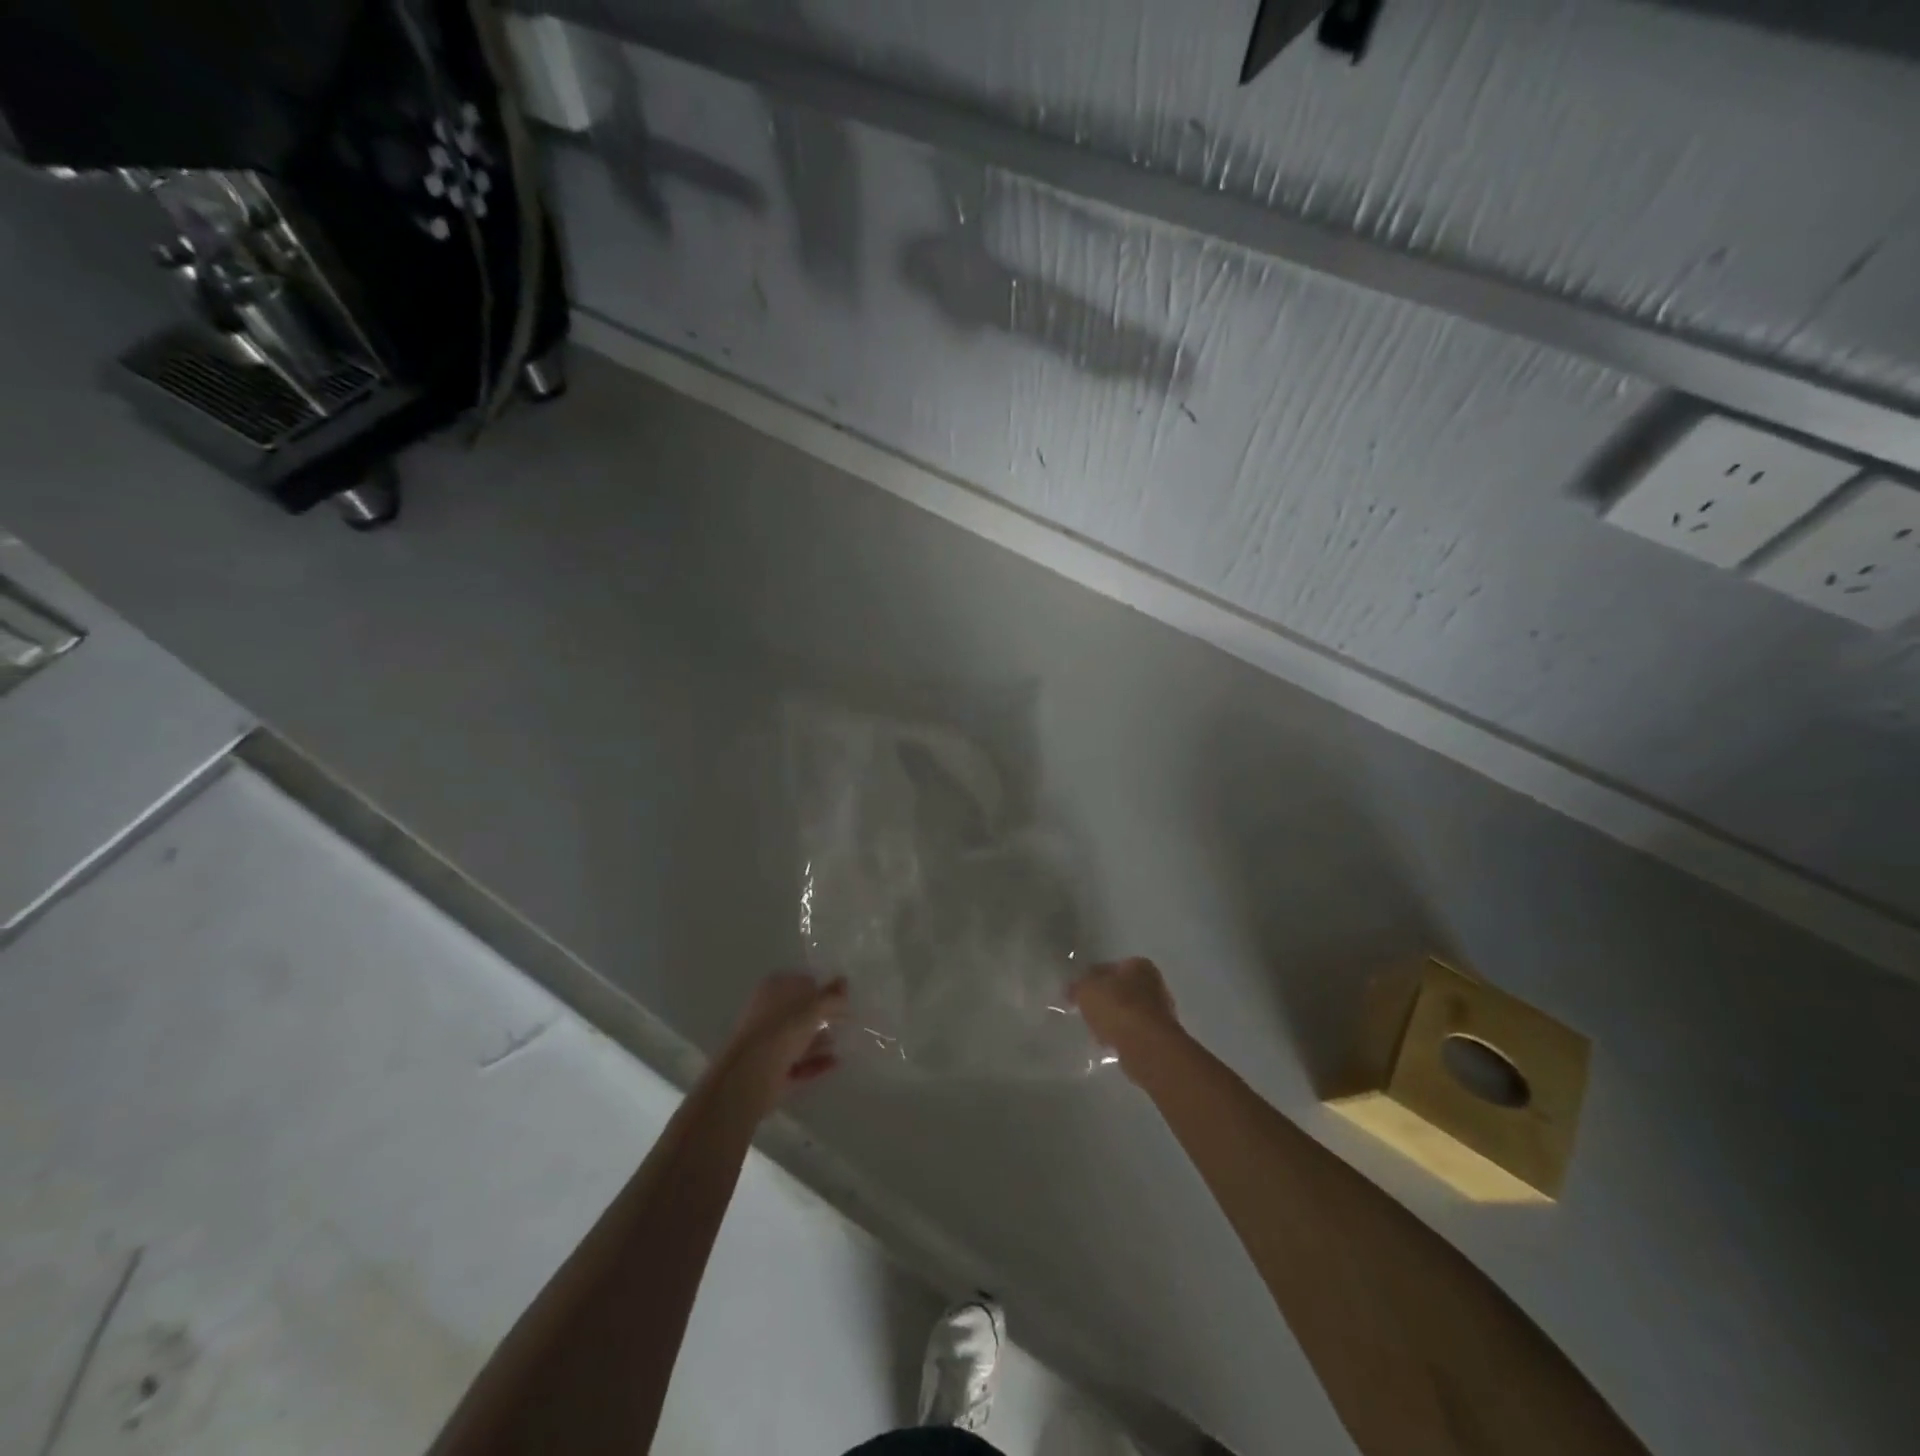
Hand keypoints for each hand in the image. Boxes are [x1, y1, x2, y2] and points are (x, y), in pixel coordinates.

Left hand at [713, 972, 848, 1116]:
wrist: (749, 1076)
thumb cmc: (782, 1030)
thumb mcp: (813, 1007)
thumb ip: (832, 995)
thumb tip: (844, 981)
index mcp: (773, 989)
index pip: (802, 983)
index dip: (823, 990)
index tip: (842, 1001)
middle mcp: (767, 1012)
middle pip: (800, 1012)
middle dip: (823, 1018)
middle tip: (844, 1023)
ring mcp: (767, 1041)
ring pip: (798, 1037)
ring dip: (820, 1041)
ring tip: (839, 1044)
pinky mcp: (769, 1067)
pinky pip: (797, 1061)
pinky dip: (815, 1061)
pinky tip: (834, 1063)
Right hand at [1069, 957, 1183, 1079]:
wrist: (1146, 1047)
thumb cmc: (1117, 1008)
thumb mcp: (1086, 990)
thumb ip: (1077, 987)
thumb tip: (1072, 990)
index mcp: (1139, 965)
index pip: (1110, 967)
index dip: (1091, 978)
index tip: (1077, 992)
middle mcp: (1155, 985)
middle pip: (1121, 990)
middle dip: (1104, 1001)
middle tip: (1085, 1012)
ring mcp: (1160, 1013)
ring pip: (1128, 1013)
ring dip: (1113, 1021)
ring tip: (1095, 1032)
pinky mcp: (1159, 1039)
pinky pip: (1133, 1034)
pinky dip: (1121, 1037)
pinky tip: (1108, 1045)